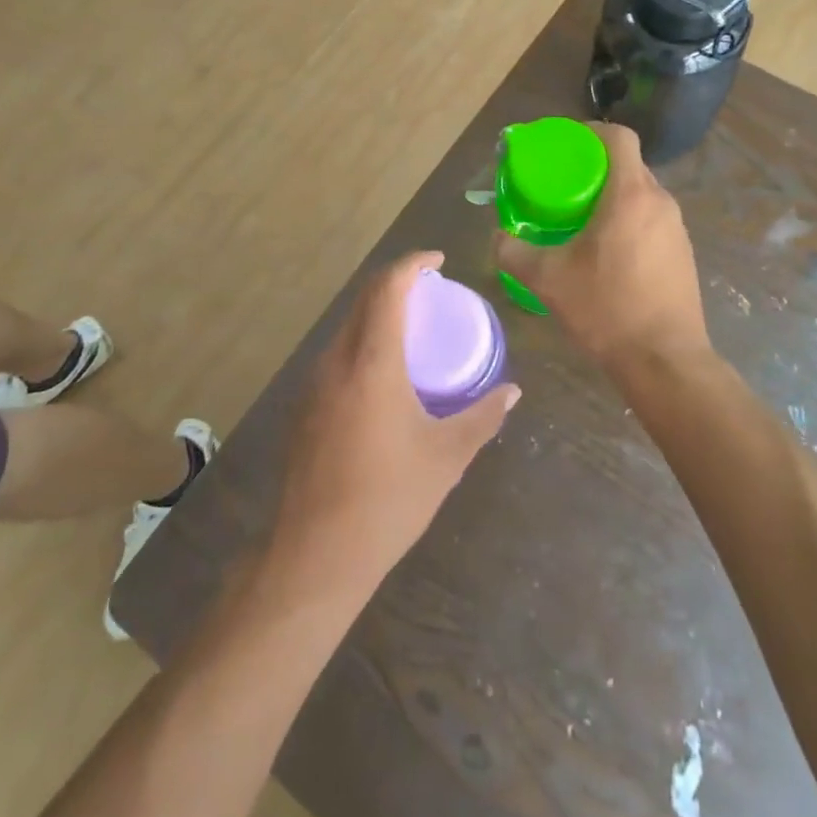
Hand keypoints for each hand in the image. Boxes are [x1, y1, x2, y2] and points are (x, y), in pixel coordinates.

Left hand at [273, 252, 518, 590]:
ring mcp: (313, 383)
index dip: (412, 264)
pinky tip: (383, 372)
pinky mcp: (304, 406)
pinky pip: (336, 353)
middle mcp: (337, 361)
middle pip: (364, 300)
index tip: (438, 261)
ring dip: (377, 312)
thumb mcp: (446, 456)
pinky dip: (362, 341)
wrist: (316, 554)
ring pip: (346, 326)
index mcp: (372, 362)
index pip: (388, 288)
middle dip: (396, 283)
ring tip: (412, 327)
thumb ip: (482, 417)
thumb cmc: (389, 500)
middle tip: (431, 291)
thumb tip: (513, 392)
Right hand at [493, 122, 710, 379]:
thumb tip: (496, 238)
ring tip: (581, 219)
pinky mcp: (683, 253)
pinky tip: (607, 252)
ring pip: (641, 194)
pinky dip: (629, 221)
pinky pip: (652, 220)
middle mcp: (660, 202)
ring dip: (613, 197)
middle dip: (595, 168)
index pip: (619, 137)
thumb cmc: (606, 308)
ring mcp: (677, 229)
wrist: (665, 360)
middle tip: (563, 186)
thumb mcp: (547, 279)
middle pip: (628, 165)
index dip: (591, 132)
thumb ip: (514, 253)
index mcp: (631, 194)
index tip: (566, 145)